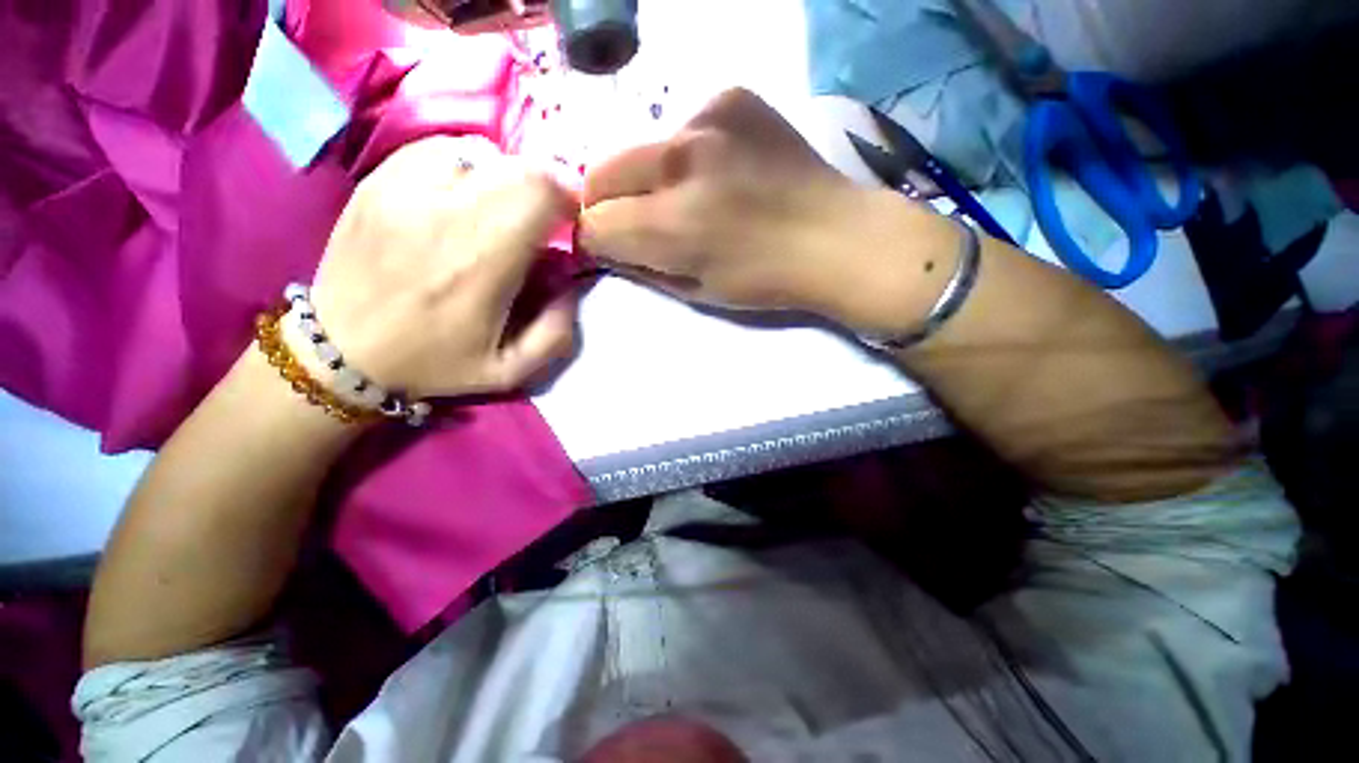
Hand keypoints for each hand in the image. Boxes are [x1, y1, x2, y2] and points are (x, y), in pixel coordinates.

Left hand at [308, 136, 579, 398]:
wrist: (341, 349)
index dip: (570, 196)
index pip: (541, 192)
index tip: (572, 218)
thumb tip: (572, 282)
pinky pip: (439, 150)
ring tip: (503, 208)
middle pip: (517, 166)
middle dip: (546, 187)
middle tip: (545, 216)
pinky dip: (466, 165)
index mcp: (482, 264)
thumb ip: (556, 333)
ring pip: (482, 153)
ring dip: (507, 177)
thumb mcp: (510, 370)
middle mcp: (443, 215)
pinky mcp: (377, 180)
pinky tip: (464, 194)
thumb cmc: (432, 361)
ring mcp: (403, 189)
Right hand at [579, 88, 956, 335]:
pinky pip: (682, 128)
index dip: (597, 239)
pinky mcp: (730, 98)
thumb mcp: (697, 292)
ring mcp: (706, 119)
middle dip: (606, 203)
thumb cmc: (764, 280)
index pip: (595, 224)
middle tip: (636, 220)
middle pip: (599, 173)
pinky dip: (686, 154)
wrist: (834, 237)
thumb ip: (643, 268)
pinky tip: (720, 170)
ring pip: (639, 150)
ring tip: (687, 196)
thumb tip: (609, 247)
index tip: (613, 245)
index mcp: (671, 224)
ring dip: (647, 178)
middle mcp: (679, 161)